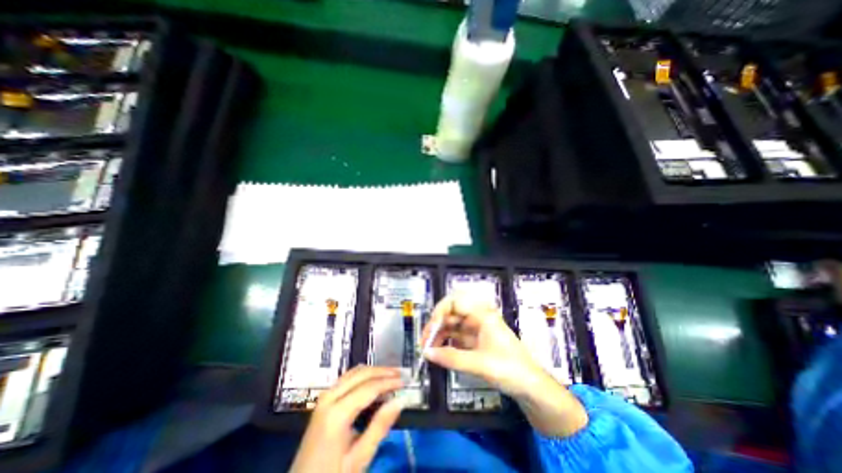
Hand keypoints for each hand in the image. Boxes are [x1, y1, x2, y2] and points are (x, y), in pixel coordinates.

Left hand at [291, 367, 405, 472]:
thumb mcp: (359, 458)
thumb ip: (380, 427)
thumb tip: (400, 400)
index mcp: (336, 413)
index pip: (369, 387)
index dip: (389, 382)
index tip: (405, 381)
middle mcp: (329, 397)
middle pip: (361, 373)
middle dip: (383, 371)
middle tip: (400, 374)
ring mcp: (324, 396)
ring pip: (353, 372)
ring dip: (373, 371)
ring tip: (390, 376)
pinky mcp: (324, 399)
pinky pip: (347, 378)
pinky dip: (363, 376)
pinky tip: (373, 382)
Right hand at [420, 294, 545, 397]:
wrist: (531, 387)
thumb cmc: (509, 370)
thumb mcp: (479, 364)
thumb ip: (451, 358)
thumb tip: (426, 353)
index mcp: (482, 315)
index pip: (455, 302)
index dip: (439, 311)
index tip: (430, 329)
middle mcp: (478, 317)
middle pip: (451, 313)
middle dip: (436, 325)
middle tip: (424, 342)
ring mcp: (476, 329)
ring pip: (452, 325)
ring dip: (439, 334)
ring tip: (428, 350)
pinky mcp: (475, 340)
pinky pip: (456, 336)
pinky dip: (446, 342)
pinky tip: (439, 352)